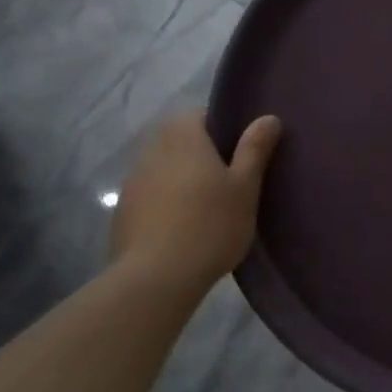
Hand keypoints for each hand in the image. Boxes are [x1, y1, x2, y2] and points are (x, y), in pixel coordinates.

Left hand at [109, 110, 280, 298]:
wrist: (156, 277)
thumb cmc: (210, 224)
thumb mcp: (245, 186)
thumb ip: (254, 149)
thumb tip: (268, 117)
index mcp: (183, 137)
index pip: (199, 114)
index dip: (221, 127)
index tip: (240, 150)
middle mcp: (152, 150)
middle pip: (179, 140)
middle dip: (201, 153)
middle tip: (229, 179)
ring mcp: (132, 181)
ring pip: (163, 167)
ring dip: (181, 177)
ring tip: (206, 205)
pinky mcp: (123, 211)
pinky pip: (150, 193)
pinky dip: (166, 201)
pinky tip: (182, 226)